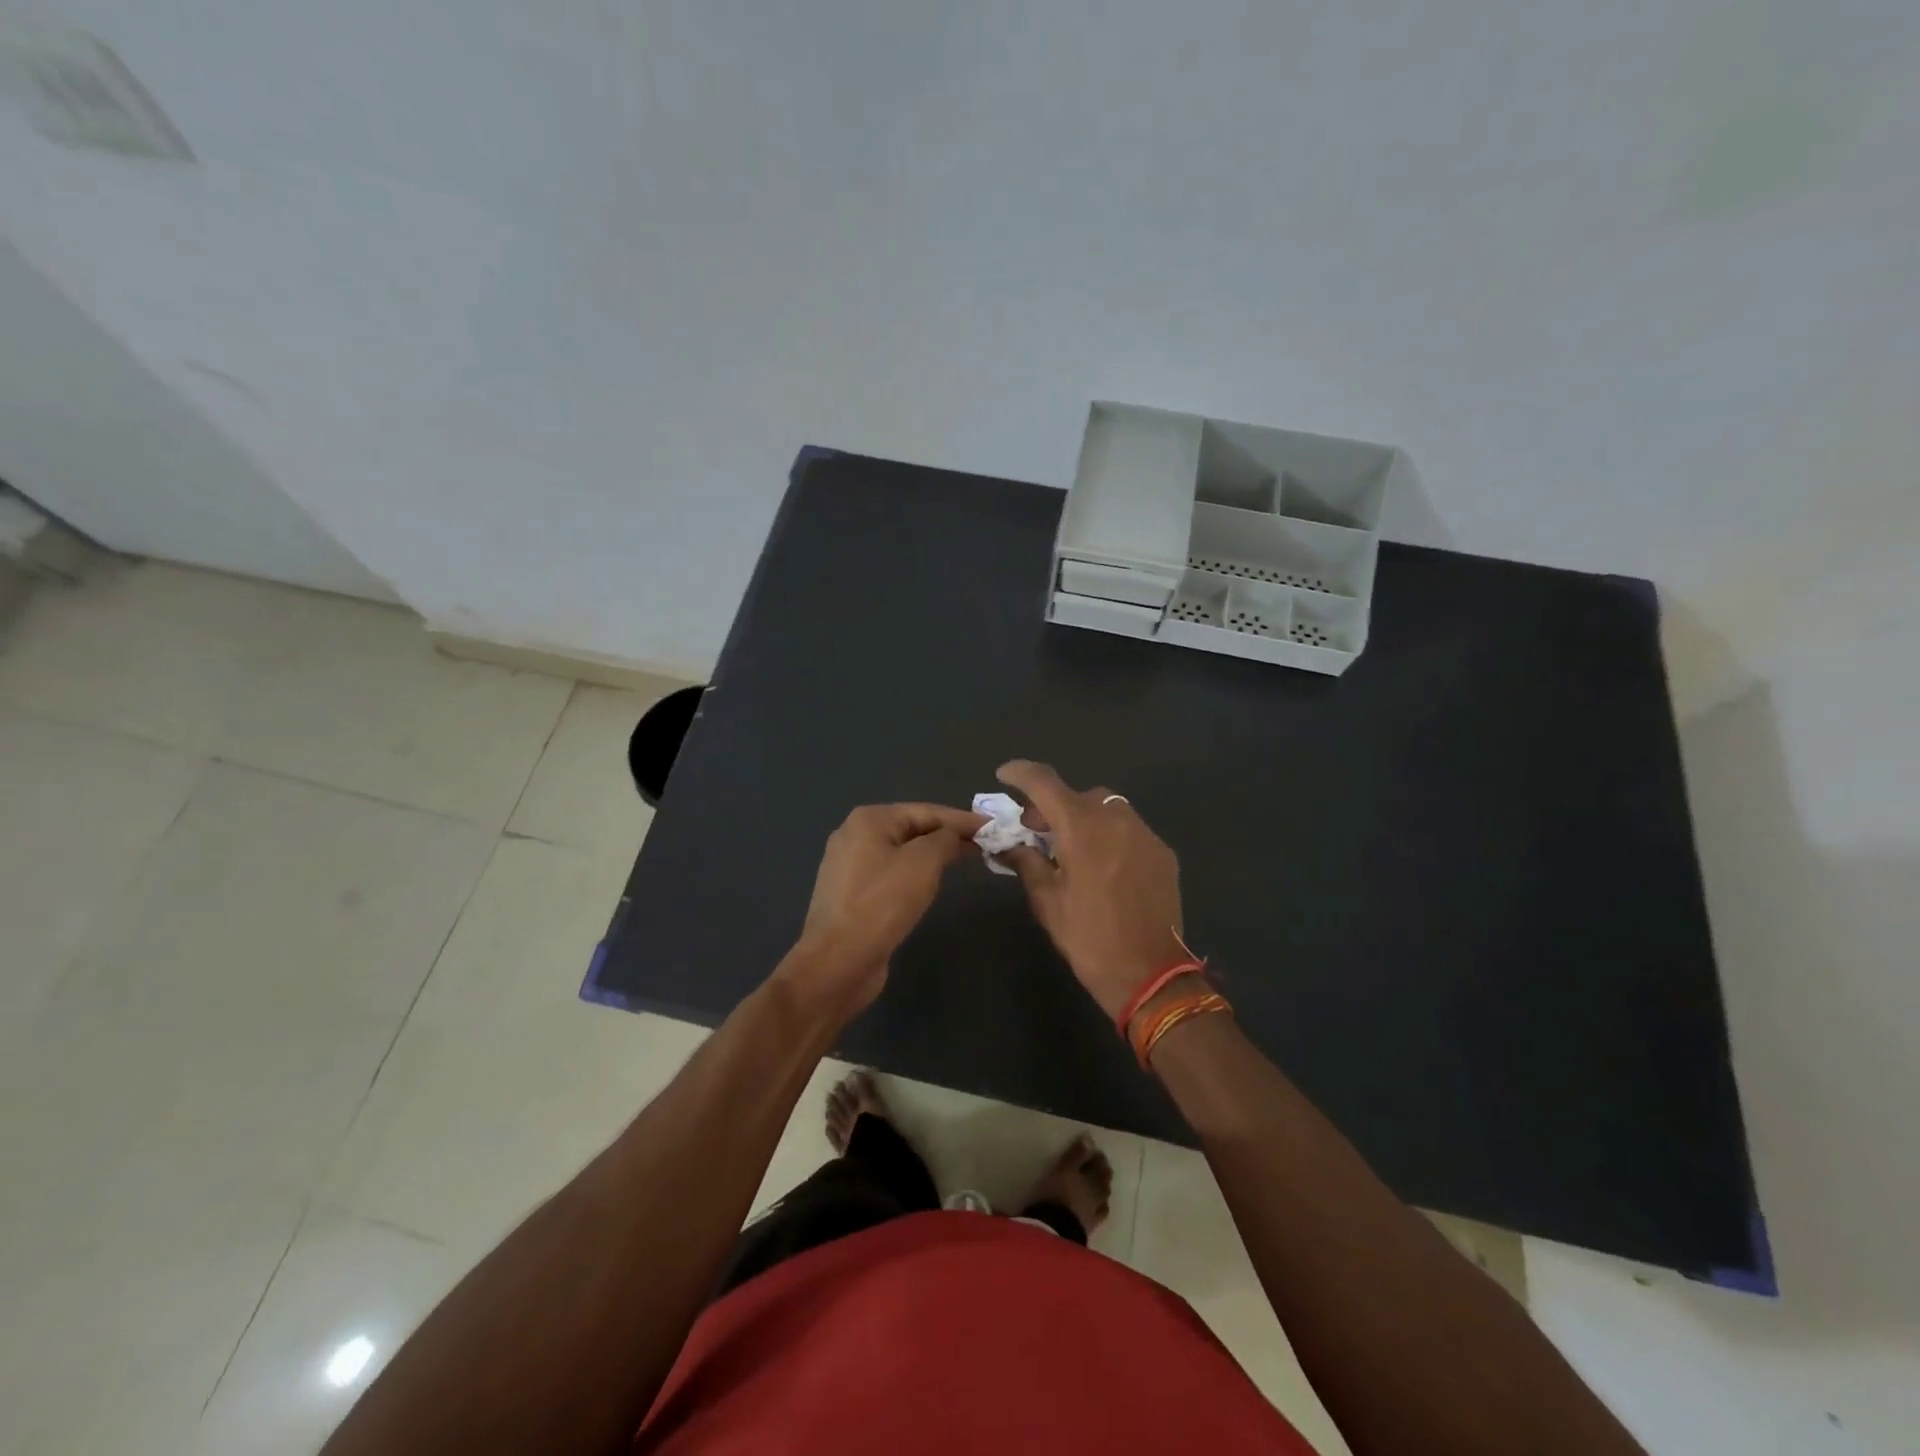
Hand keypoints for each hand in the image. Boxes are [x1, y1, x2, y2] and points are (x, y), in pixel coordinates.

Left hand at [783, 802, 985, 1014]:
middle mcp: (854, 836)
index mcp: (869, 820)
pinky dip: (915, 874)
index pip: (926, 811)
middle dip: (948, 835)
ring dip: (933, 855)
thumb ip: (945, 839)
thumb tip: (955, 833)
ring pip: (902, 853)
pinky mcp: (852, 895)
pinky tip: (932, 883)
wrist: (838, 961)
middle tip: (985, 843)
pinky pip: (891, 875)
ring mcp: (850, 867)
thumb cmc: (882, 903)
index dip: (962, 819)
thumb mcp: (923, 862)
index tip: (993, 826)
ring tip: (966, 859)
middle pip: (912, 828)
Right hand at [996, 761, 1186, 1021]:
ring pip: (1107, 808)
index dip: (1020, 772)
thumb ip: (1026, 862)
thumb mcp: (1047, 901)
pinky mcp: (1163, 852)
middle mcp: (1115, 819)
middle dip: (1053, 806)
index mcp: (1081, 828)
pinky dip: (1110, 835)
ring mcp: (1144, 833)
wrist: (1150, 974)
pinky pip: (1129, 829)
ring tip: (1072, 848)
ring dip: (1084, 818)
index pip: (1044, 782)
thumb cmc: (1088, 938)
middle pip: (1078, 795)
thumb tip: (1008, 844)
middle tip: (1036, 830)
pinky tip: (1103, 865)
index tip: (1004, 775)